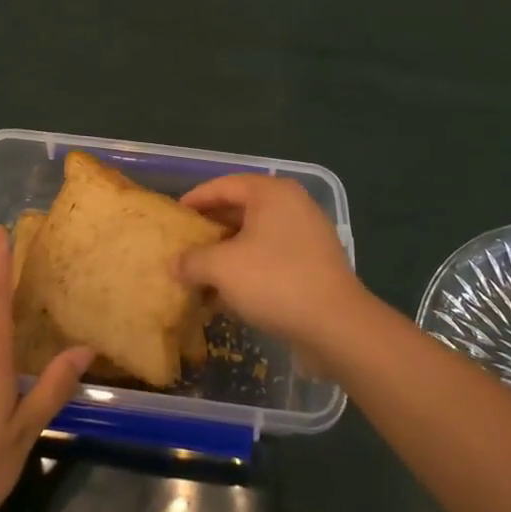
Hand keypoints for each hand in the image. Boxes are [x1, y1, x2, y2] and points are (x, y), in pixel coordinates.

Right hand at [175, 174, 366, 357]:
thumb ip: (192, 260)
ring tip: (200, 274)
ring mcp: (307, 235)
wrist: (336, 326)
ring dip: (227, 255)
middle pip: (240, 210)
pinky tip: (226, 297)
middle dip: (210, 230)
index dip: (195, 199)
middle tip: (184, 245)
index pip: (224, 185)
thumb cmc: (274, 282)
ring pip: (255, 238)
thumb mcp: (221, 268)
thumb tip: (175, 264)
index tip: (174, 216)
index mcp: (272, 193)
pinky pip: (271, 258)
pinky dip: (248, 270)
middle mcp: (292, 206)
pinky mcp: (314, 264)